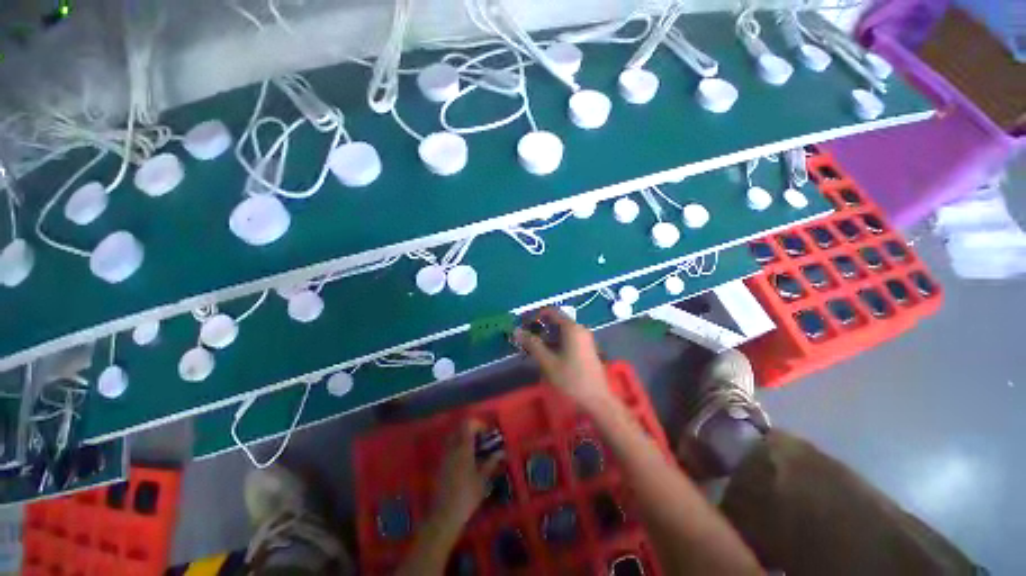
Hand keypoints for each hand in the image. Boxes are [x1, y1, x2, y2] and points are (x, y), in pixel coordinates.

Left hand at [432, 420, 502, 527]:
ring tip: (476, 450)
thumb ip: (492, 462)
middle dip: (472, 430)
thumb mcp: (483, 480)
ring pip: (454, 436)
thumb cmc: (467, 496)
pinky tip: (467, 461)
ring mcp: (444, 455)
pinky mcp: (440, 464)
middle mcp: (452, 447)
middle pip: (460, 428)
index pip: (469, 424)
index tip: (489, 434)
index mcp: (463, 448)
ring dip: (465, 438)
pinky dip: (458, 447)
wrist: (444, 516)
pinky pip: (449, 447)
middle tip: (483, 440)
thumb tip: (502, 452)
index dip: (480, 425)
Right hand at [514, 307, 615, 411]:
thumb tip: (517, 330)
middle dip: (540, 328)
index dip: (535, 316)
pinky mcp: (586, 349)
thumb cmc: (572, 380)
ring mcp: (585, 339)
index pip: (551, 312)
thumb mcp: (548, 362)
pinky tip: (548, 356)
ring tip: (533, 350)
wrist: (598, 401)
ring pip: (562, 332)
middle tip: (526, 340)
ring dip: (547, 337)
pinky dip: (556, 343)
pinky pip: (568, 339)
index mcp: (572, 328)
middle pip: (556, 321)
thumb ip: (532, 344)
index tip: (523, 325)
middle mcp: (580, 329)